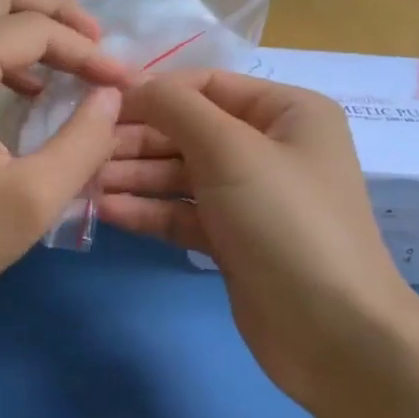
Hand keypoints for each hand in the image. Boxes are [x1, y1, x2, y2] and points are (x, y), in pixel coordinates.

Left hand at [0, 0, 128, 331]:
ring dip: (23, 25)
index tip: (123, 82)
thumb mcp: (32, 199)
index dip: (87, 52)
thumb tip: (111, 95)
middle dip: (56, 10)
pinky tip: (23, 85)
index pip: (33, 29)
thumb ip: (85, 140)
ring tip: (70, 62)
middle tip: (98, 44)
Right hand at [98, 72, 418, 403]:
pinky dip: (149, 210)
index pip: (207, 85)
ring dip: (135, 176)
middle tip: (86, 149)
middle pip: (190, 131)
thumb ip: (176, 108)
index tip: (100, 103)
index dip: (154, 90)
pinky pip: (183, 212)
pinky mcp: (233, 240)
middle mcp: (270, 148)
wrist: (333, 333)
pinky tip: (107, 211)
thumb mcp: (231, 150)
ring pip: (181, 174)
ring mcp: (251, 197)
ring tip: (85, 180)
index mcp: (287, 112)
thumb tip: (132, 84)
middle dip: (138, 139)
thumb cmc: (286, 221)